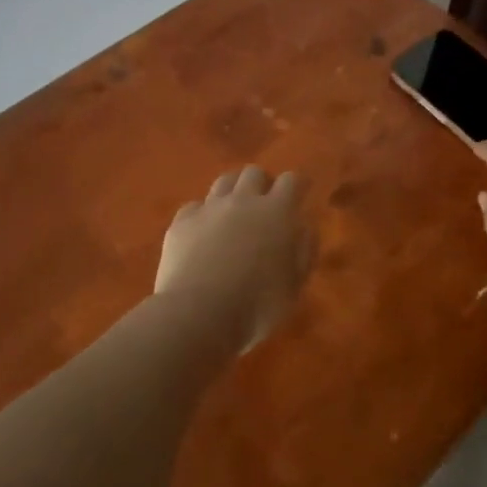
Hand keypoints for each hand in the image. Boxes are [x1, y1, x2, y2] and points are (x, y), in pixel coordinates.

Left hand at [156, 166, 315, 351]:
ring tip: (234, 211)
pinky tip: (203, 232)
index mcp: (276, 212)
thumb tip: (304, 227)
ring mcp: (209, 208)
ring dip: (233, 190)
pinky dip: (203, 214)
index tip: (301, 191)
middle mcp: (243, 201)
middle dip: (263, 183)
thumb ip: (304, 250)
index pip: (292, 181)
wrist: (198, 313)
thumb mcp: (294, 284)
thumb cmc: (257, 305)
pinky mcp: (182, 222)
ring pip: (224, 181)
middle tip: (265, 203)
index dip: (297, 184)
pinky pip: (195, 206)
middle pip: (254, 173)